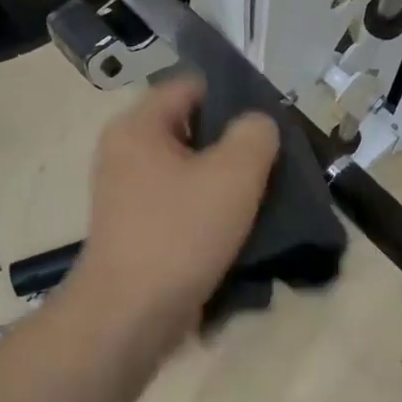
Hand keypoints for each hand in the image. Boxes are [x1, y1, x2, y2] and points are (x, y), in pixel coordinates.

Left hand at [64, 76, 280, 348]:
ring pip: (191, 170)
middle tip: (275, 163)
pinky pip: (182, 203)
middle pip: (192, 129)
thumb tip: (257, 125)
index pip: (192, 86)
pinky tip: (240, 228)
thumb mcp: (233, 174)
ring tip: (265, 197)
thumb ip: (255, 134)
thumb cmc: (180, 234)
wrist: (129, 316)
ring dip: (226, 181)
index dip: (235, 96)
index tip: (270, 124)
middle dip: (235, 144)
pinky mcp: (138, 229)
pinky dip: (210, 210)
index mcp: (139, 126)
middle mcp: (126, 152)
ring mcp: (129, 193)